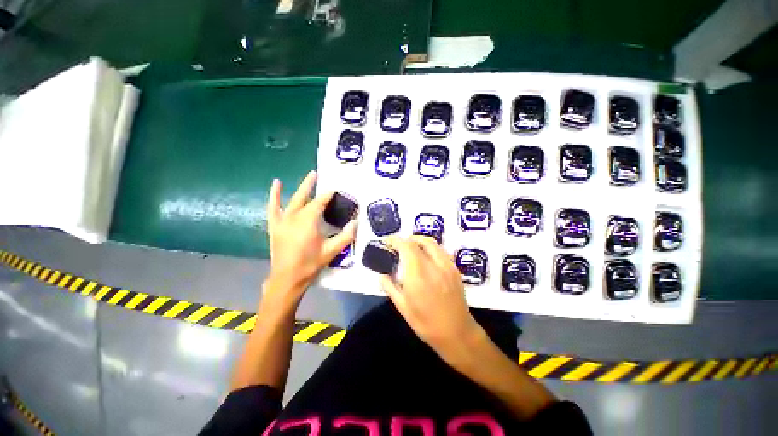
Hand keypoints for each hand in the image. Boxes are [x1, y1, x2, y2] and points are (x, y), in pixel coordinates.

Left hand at [265, 171, 356, 303]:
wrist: (287, 278)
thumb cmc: (310, 264)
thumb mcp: (331, 251)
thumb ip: (345, 236)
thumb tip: (356, 222)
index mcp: (309, 221)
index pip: (320, 202)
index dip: (329, 194)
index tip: (336, 189)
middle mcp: (295, 216)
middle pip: (306, 196)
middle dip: (313, 185)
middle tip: (319, 174)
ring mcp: (283, 220)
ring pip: (293, 199)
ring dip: (301, 188)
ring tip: (309, 176)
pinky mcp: (275, 225)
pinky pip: (273, 207)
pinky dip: (274, 195)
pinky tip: (276, 184)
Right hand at [380, 236, 480, 357]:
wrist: (457, 333)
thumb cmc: (426, 323)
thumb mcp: (402, 307)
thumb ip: (390, 286)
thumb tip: (382, 274)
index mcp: (418, 275)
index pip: (406, 246)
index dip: (395, 241)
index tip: (387, 243)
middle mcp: (434, 265)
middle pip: (420, 240)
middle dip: (407, 239)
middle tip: (399, 246)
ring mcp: (447, 265)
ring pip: (432, 243)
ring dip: (419, 241)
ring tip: (411, 249)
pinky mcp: (455, 269)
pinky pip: (440, 250)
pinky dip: (430, 248)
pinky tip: (425, 258)